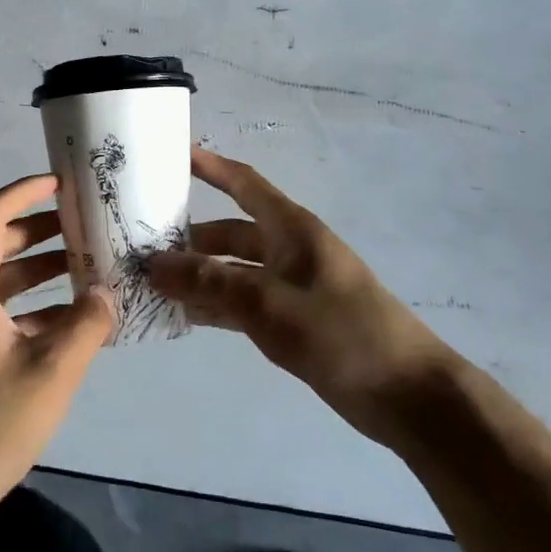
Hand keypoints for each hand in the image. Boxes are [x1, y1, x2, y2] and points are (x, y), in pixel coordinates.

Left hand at [0, 174, 114, 518]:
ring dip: (37, 273)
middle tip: (81, 226)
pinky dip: (28, 308)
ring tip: (84, 271)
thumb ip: (87, 325)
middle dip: (38, 232)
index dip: (24, 192)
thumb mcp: (52, 372)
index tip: (60, 184)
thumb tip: (107, 294)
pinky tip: (67, 324)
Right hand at [149, 148, 446, 442]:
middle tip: (142, 244)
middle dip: (190, 237)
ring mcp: (290, 287)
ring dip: (198, 276)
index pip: (243, 184)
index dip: (210, 167)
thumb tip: (153, 264)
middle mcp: (288, 249)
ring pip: (233, 271)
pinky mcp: (292, 321)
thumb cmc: (342, 333)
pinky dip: (216, 306)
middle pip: (231, 232)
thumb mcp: (269, 303)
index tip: (172, 155)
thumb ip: (209, 282)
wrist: (408, 396)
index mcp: (291, 228)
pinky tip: (183, 316)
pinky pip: (243, 303)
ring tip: (151, 283)